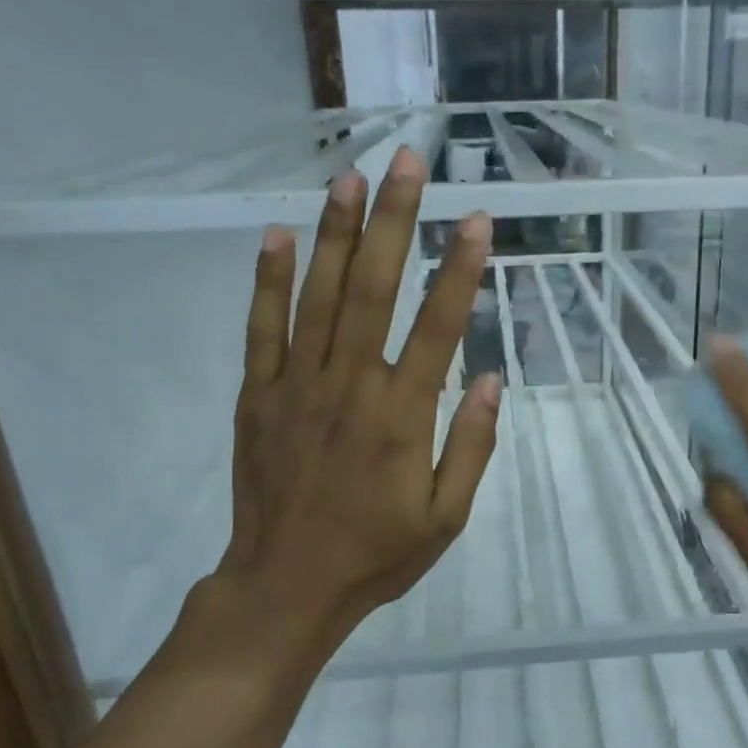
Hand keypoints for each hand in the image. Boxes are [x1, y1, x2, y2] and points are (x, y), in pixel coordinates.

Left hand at [215, 147, 497, 659]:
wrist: (286, 586)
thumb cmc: (376, 554)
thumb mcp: (446, 518)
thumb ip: (471, 447)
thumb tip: (489, 380)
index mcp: (402, 416)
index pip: (438, 326)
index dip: (459, 269)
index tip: (476, 218)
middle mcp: (350, 386)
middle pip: (373, 289)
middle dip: (393, 220)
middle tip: (406, 161)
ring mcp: (297, 386)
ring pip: (317, 296)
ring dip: (335, 233)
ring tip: (349, 177)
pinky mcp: (258, 396)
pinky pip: (262, 329)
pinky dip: (268, 281)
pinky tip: (277, 235)